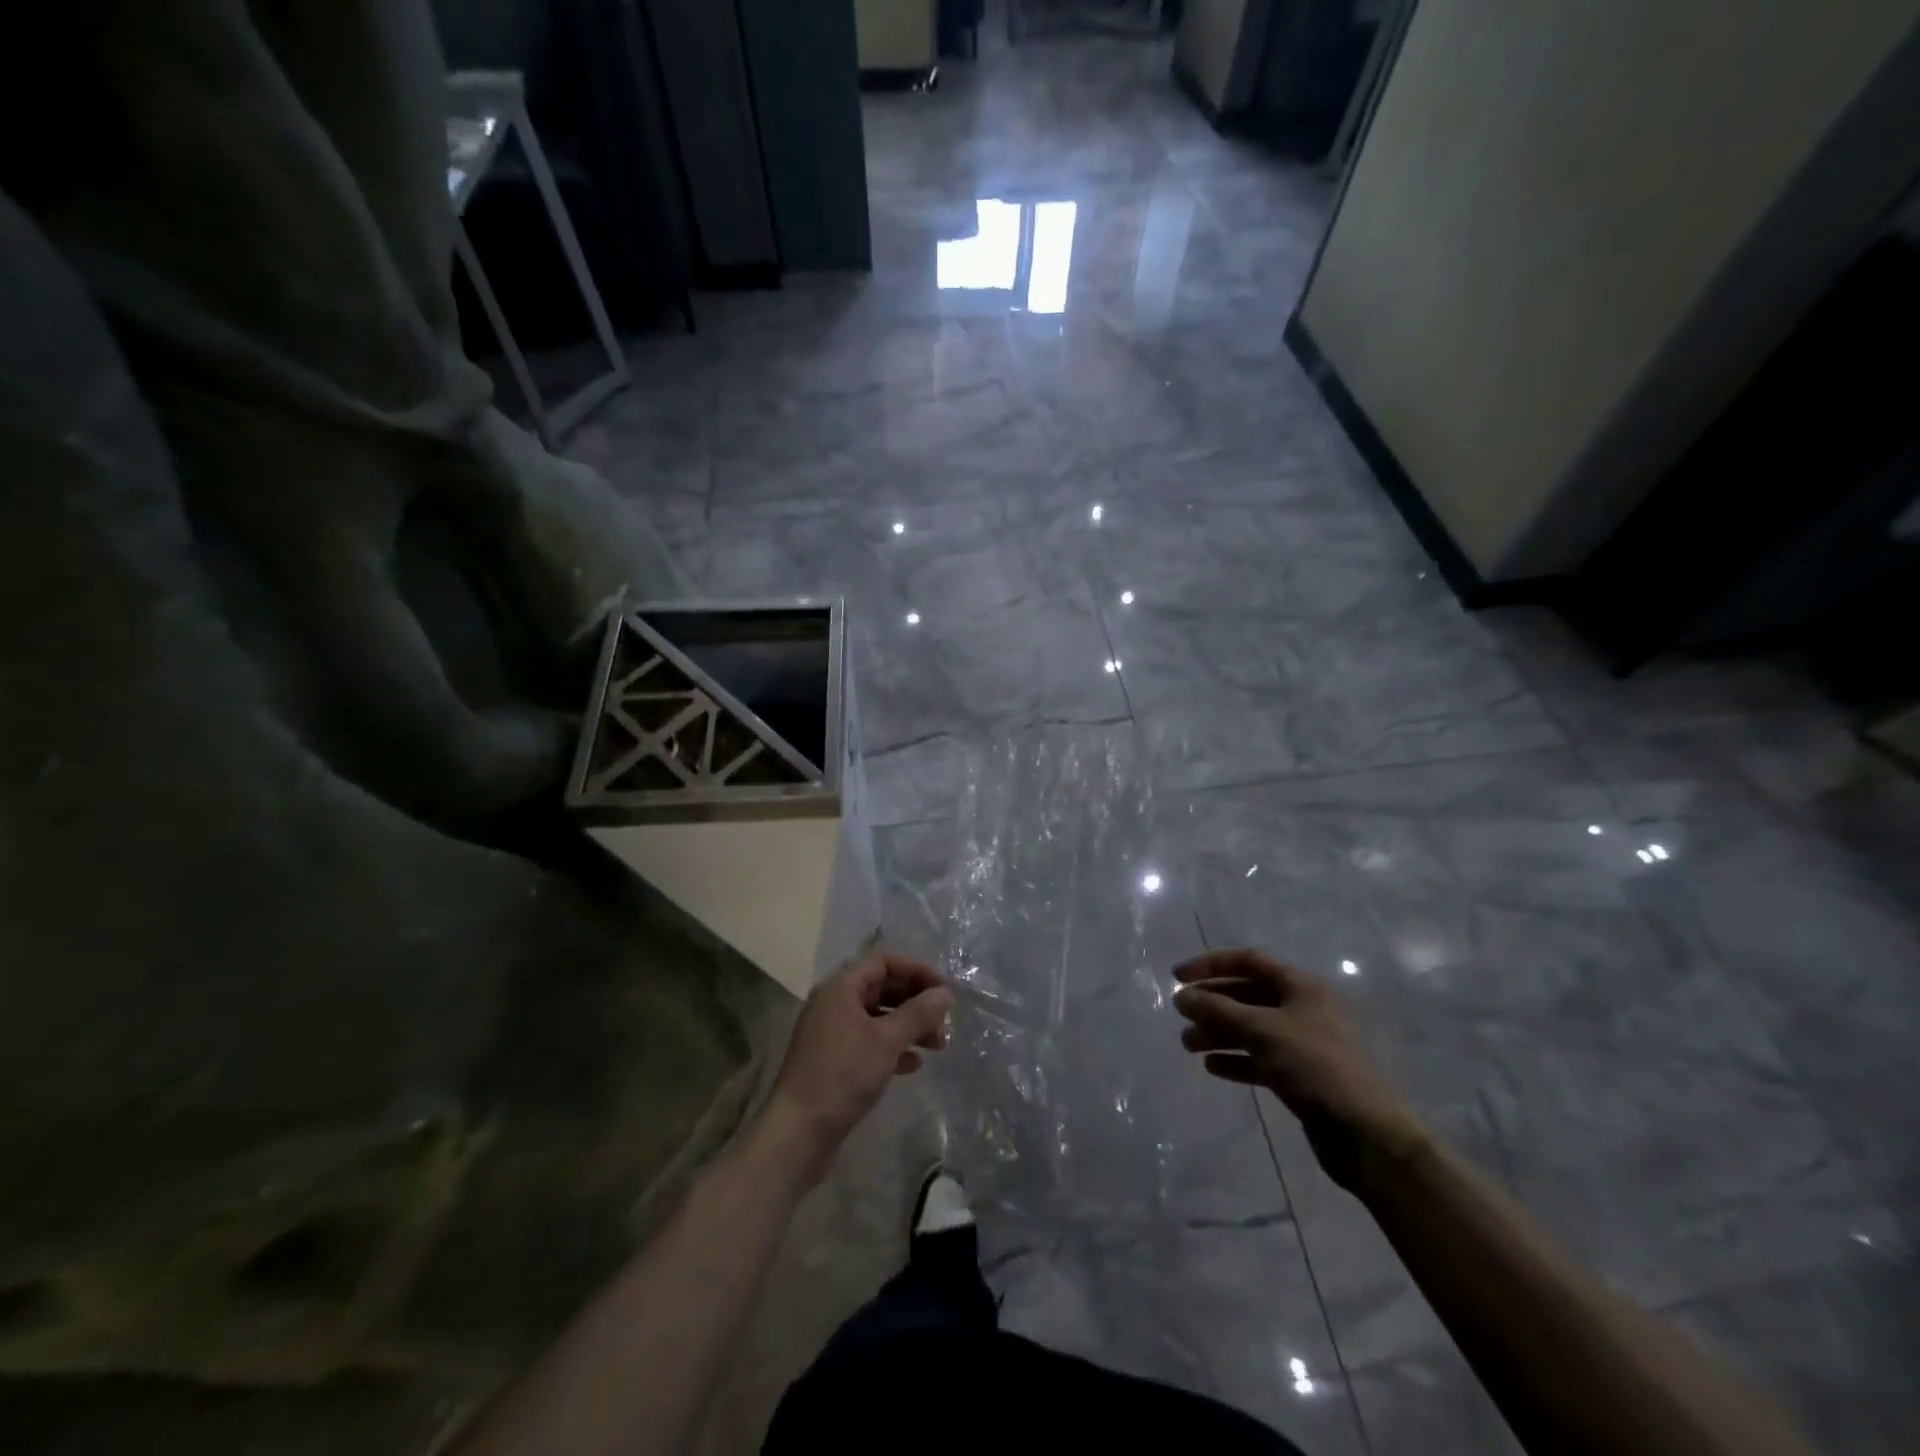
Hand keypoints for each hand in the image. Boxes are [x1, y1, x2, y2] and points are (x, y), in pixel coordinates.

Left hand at [764, 950, 952, 1187]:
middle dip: (916, 1002)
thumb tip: (944, 994)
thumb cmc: (843, 1074)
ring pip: (878, 1019)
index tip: (943, 991)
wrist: (799, 1132)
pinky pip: (870, 1044)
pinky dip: (893, 1048)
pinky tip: (914, 1065)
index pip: (883, 963)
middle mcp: (834, 1005)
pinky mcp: (834, 1063)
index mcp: (841, 989)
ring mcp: (832, 1035)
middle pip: (882, 989)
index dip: (916, 971)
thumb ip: (918, 1013)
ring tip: (938, 1046)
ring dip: (909, 1027)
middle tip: (944, 1022)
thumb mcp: (887, 1040)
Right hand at [1173, 949, 1428, 1192]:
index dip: (1211, 965)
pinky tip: (1213, 1067)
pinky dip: (1236, 1059)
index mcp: (1300, 986)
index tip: (1178, 977)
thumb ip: (1217, 1009)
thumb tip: (1181, 995)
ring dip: (1219, 1032)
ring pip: (1251, 1028)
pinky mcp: (1301, 1076)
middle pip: (1247, 995)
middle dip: (1212, 1003)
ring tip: (1188, 1045)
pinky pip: (1260, 1058)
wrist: (1364, 1133)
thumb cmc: (1313, 1066)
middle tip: (1181, 1015)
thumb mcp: (1261, 1030)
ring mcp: (1303, 1043)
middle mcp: (1302, 1008)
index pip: (1248, 961)